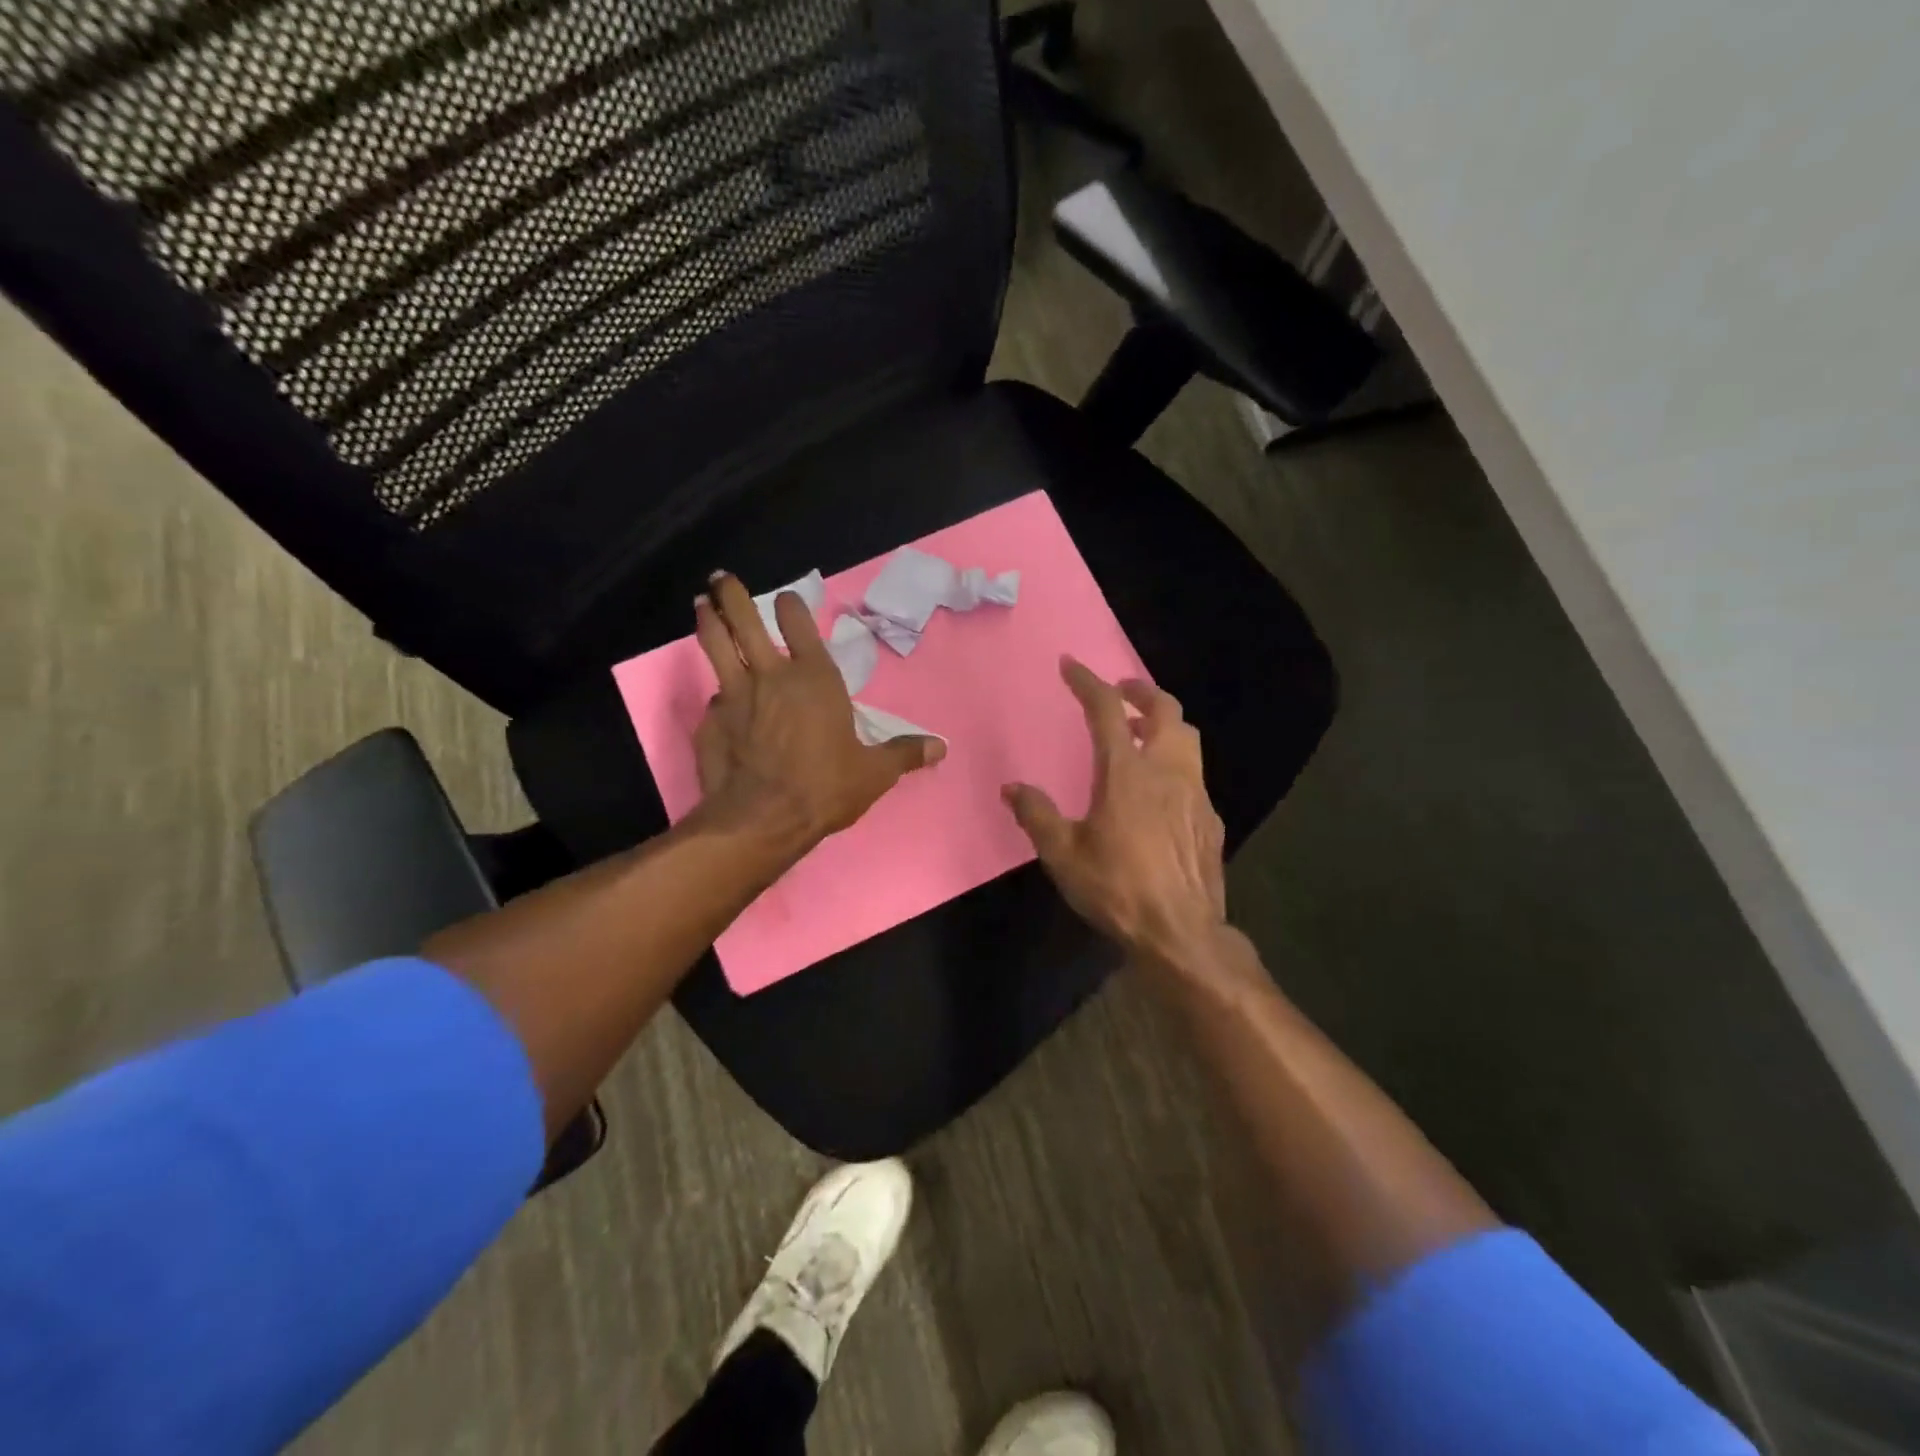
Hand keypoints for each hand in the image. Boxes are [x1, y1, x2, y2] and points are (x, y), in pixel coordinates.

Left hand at [691, 571, 944, 846]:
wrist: (762, 819)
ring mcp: (734, 696)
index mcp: (815, 679)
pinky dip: (715, 692)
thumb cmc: (824, 787)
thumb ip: (904, 754)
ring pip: (716, 645)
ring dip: (708, 621)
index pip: (800, 625)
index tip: (785, 597)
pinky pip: (713, 698)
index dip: (791, 607)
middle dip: (732, 595)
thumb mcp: (874, 773)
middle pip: (745, 622)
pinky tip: (714, 698)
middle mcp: (771, 676)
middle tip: (721, 578)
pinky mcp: (710, 721)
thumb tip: (941, 747)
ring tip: (701, 604)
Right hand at [1003, 658, 1227, 970]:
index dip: (1087, 681)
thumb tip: (1012, 788)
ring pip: (1187, 738)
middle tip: (1121, 691)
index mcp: (1126, 772)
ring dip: (1164, 723)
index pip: (1107, 710)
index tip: (1070, 665)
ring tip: (1142, 732)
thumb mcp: (1063, 855)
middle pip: (1165, 709)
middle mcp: (1166, 771)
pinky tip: (1162, 790)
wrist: (1180, 932)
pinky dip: (1175, 764)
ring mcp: (1195, 793)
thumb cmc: (1116, 889)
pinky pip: (1194, 775)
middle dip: (1141, 690)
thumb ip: (1037, 815)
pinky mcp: (1210, 818)